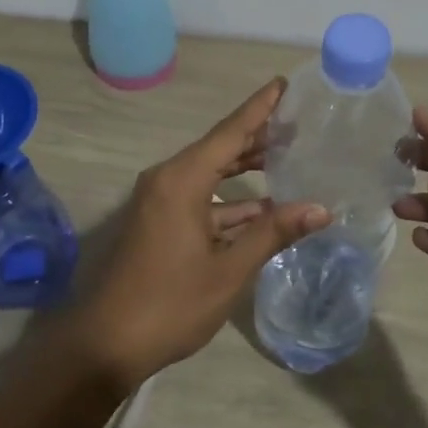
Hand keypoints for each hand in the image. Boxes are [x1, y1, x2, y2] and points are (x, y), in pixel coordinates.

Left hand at [64, 79, 327, 392]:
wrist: (107, 344)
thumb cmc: (170, 303)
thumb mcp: (229, 270)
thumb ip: (273, 233)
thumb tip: (321, 209)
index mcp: (182, 180)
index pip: (230, 132)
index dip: (259, 108)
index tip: (283, 83)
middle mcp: (169, 179)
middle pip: (220, 147)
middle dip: (257, 134)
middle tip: (297, 119)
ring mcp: (161, 201)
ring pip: (211, 172)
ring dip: (245, 166)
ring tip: (287, 153)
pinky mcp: (160, 221)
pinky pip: (201, 197)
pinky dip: (230, 199)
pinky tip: (263, 205)